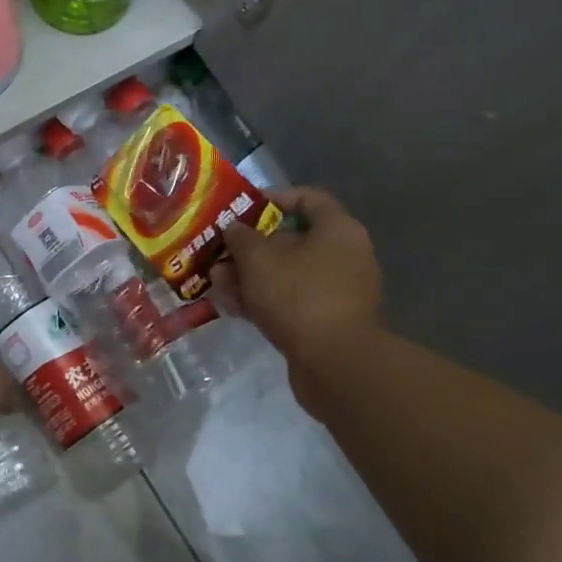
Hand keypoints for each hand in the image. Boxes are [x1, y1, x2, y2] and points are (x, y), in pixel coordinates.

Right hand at [216, 187, 383, 416]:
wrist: (336, 364)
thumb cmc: (299, 295)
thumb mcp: (258, 258)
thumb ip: (241, 237)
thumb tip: (235, 229)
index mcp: (338, 230)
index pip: (308, 198)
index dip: (273, 197)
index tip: (242, 207)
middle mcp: (345, 256)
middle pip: (292, 240)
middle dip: (250, 247)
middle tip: (219, 253)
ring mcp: (339, 292)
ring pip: (287, 274)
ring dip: (251, 276)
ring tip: (217, 282)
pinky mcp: (329, 322)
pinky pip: (292, 302)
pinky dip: (264, 301)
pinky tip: (233, 307)